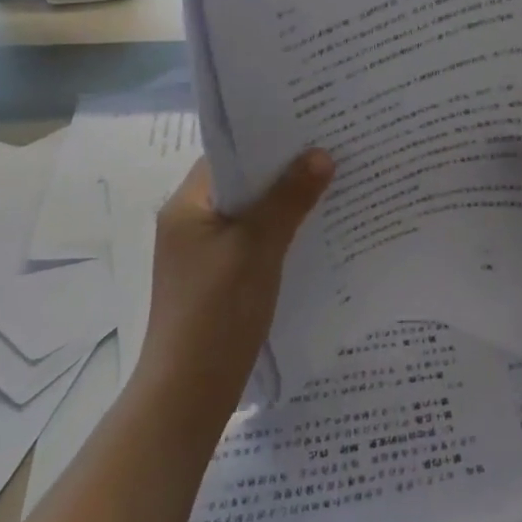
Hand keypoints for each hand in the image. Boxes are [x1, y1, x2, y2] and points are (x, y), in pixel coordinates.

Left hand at [139, 151, 332, 408]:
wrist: (188, 396)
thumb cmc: (217, 312)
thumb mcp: (258, 247)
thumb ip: (289, 198)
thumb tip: (322, 154)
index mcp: (187, 206)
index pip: (229, 154)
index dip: (268, 138)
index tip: (311, 124)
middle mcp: (192, 222)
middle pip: (244, 182)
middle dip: (285, 169)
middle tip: (332, 149)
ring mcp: (205, 253)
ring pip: (252, 212)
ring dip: (286, 201)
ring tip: (333, 182)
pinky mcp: (220, 279)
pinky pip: (255, 240)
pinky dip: (282, 231)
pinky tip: (317, 229)